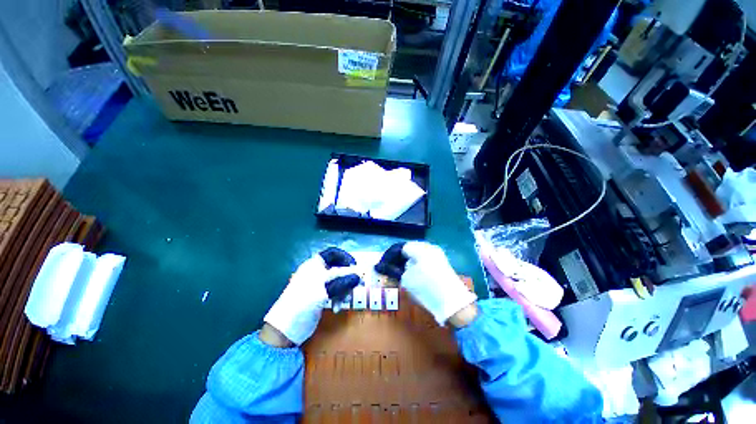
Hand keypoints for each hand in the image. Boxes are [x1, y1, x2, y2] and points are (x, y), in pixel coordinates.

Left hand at [263, 248, 359, 345]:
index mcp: (315, 265)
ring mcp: (320, 285)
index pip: (333, 254)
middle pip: (339, 268)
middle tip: (357, 285)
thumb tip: (358, 276)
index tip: (355, 266)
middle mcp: (318, 272)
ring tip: (345, 301)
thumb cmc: (302, 303)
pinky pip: (337, 292)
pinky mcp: (322, 297)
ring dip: (345, 290)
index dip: (345, 257)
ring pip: (339, 281)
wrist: (286, 329)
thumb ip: (342, 281)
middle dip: (348, 276)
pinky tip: (337, 307)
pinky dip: (339, 298)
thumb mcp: (323, 290)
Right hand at [375, 242, 476, 326]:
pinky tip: (410, 274)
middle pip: (408, 249)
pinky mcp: (441, 263)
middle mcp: (429, 247)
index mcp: (420, 248)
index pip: (400, 247)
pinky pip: (423, 259)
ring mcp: (437, 254)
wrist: (454, 303)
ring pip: (416, 254)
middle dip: (397, 259)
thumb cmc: (427, 288)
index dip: (389, 256)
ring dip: (406, 262)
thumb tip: (381, 267)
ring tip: (398, 273)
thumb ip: (393, 270)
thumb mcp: (406, 279)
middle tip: (389, 269)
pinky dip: (414, 265)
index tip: (381, 266)